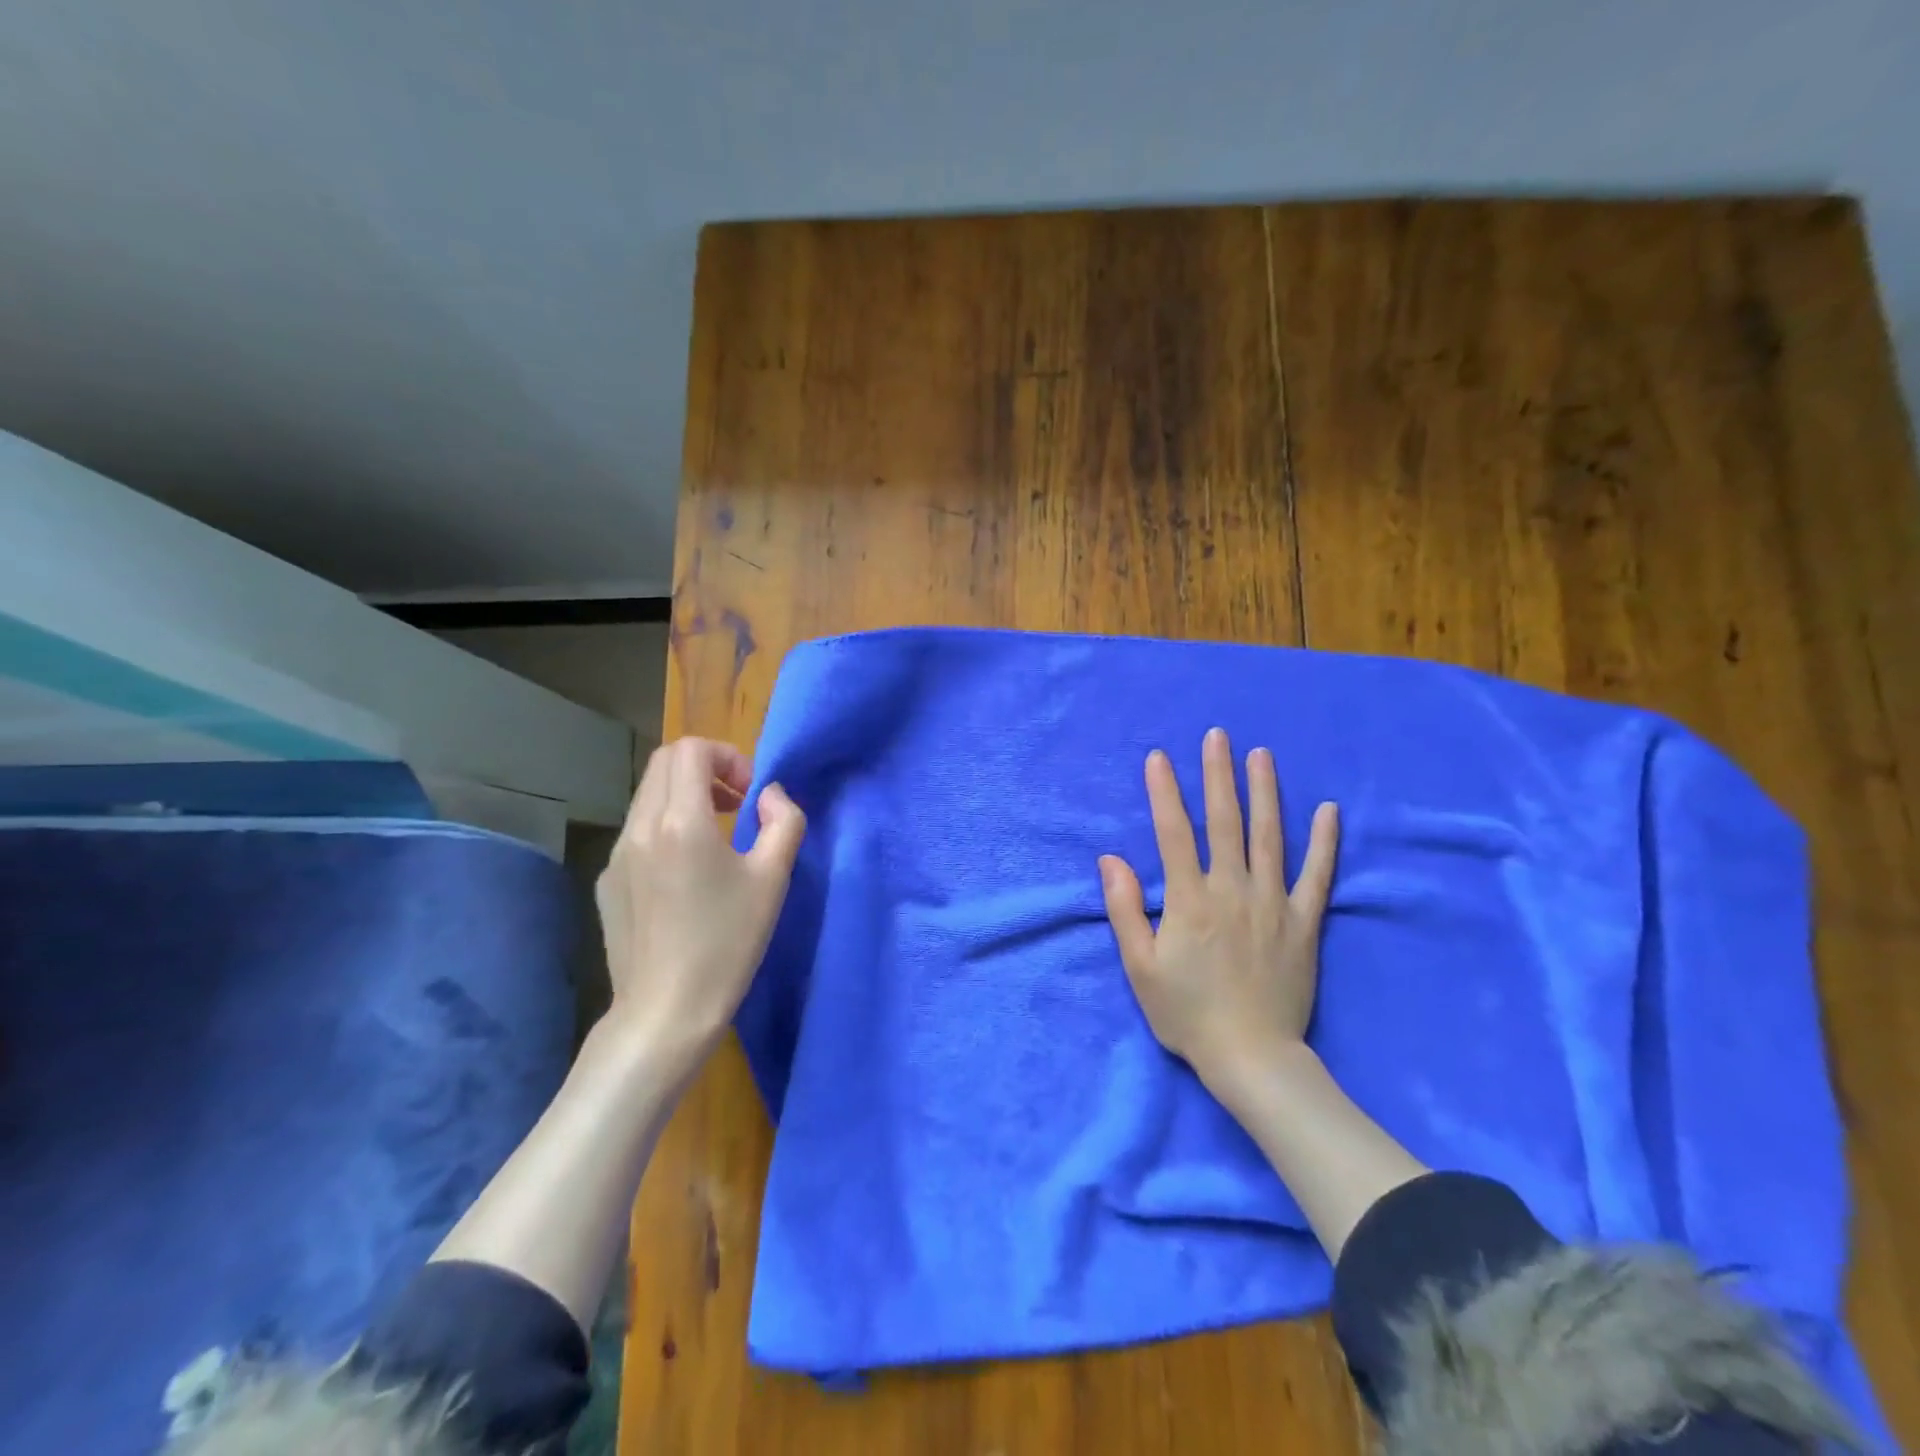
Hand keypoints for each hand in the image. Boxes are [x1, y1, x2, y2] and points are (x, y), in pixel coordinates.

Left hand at [594, 737, 805, 1064]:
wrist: (666, 1012)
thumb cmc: (727, 943)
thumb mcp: (773, 879)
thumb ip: (783, 821)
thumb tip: (770, 795)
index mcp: (680, 821)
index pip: (690, 749)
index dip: (727, 756)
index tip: (750, 794)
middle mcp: (639, 827)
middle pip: (665, 763)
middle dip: (706, 769)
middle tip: (737, 805)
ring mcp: (616, 855)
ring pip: (648, 796)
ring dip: (685, 797)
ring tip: (716, 838)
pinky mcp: (607, 882)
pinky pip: (637, 832)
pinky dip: (665, 828)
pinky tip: (687, 876)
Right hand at [1099, 727, 1338, 1092]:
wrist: (1252, 1058)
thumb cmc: (1187, 1013)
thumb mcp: (1139, 967)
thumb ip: (1124, 909)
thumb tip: (1110, 859)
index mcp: (1189, 899)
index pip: (1174, 832)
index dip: (1164, 792)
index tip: (1159, 757)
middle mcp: (1232, 890)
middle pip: (1225, 821)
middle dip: (1218, 775)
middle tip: (1218, 735)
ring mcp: (1273, 904)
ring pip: (1269, 837)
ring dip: (1264, 793)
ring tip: (1261, 755)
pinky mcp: (1304, 923)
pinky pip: (1317, 876)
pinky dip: (1324, 842)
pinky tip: (1328, 810)